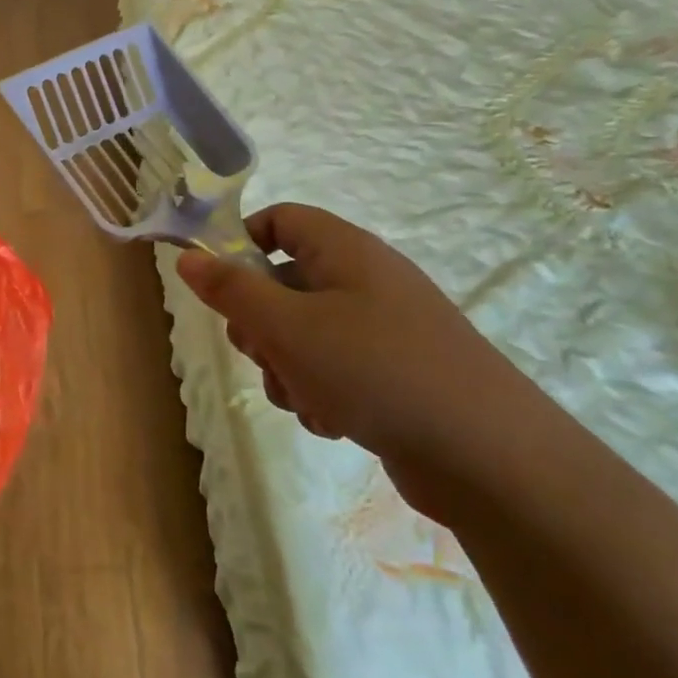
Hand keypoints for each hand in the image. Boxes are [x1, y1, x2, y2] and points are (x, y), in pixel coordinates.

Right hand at [175, 205, 557, 498]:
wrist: (488, 456)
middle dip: (260, 324)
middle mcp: (365, 281)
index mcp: (345, 252)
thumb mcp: (287, 326)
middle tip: (263, 352)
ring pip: (302, 334)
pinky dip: (320, 392)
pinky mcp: (394, 374)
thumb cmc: (375, 370)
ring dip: (286, 367)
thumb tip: (189, 257)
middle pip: (283, 282)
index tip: (219, 288)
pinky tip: (333, 420)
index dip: (241, 244)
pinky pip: (333, 369)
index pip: (280, 220)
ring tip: (305, 397)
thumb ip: (231, 290)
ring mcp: (383, 330)